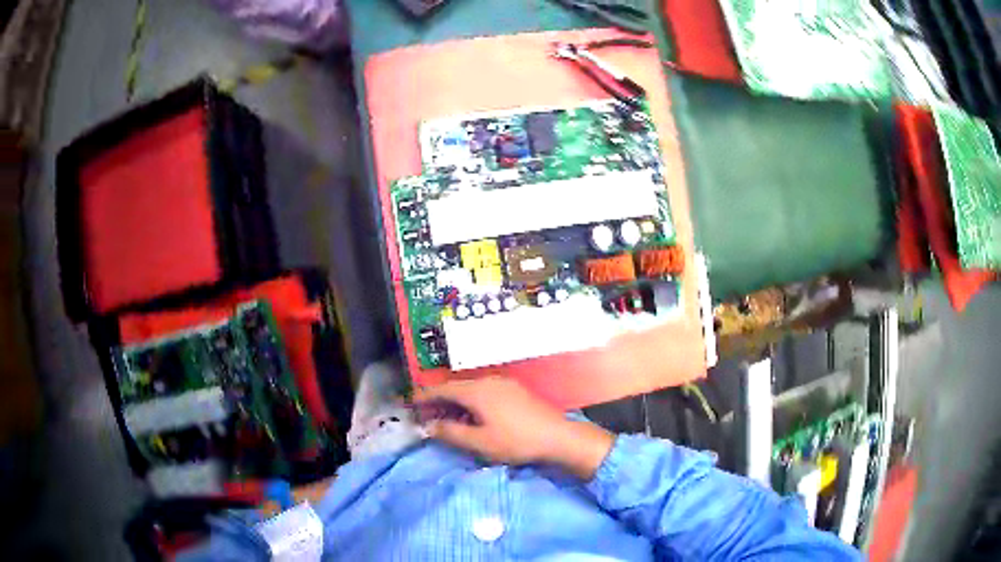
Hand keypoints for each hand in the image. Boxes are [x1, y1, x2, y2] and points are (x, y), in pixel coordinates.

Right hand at [413, 377, 614, 478]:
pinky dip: (470, 401)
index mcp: (476, 391)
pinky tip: (471, 415)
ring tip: (444, 416)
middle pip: (455, 387)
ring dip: (454, 401)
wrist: (558, 436)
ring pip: (470, 388)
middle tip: (424, 414)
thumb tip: (430, 427)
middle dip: (438, 399)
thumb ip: (451, 433)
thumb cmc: (516, 441)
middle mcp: (488, 380)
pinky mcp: (515, 390)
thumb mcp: (480, 442)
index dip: (423, 396)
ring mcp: (504, 383)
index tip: (409, 404)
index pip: (441, 389)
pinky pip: (483, 391)